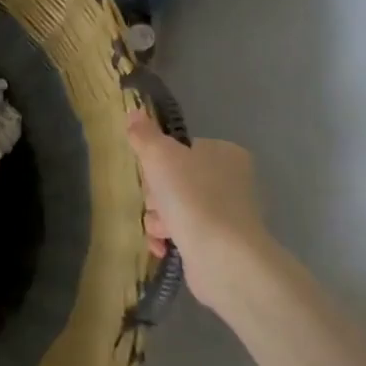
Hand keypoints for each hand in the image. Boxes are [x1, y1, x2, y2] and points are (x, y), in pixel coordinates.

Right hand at [126, 112, 269, 307]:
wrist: (221, 255)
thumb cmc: (191, 195)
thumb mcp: (159, 155)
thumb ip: (144, 134)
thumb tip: (134, 111)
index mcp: (225, 153)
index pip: (181, 149)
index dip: (159, 160)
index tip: (150, 171)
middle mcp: (231, 181)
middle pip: (175, 179)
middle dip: (156, 194)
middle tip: (156, 201)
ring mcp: (228, 215)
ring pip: (175, 208)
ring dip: (158, 218)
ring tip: (161, 228)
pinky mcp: (220, 244)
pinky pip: (183, 234)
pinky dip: (168, 239)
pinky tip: (163, 245)